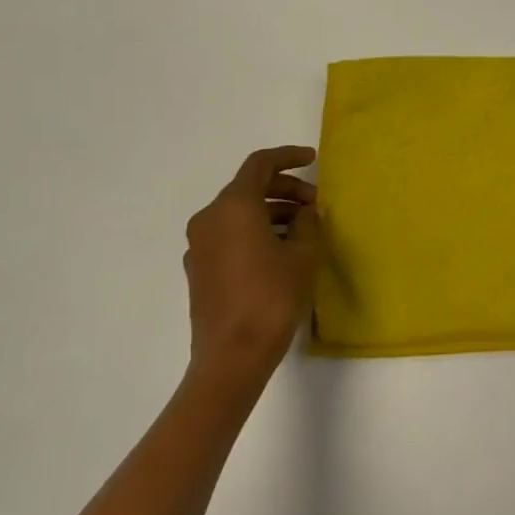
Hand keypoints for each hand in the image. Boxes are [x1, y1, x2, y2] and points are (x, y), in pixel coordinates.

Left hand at [182, 146, 322, 403]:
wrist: (231, 357)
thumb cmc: (272, 297)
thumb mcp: (303, 255)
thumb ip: (307, 223)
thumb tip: (304, 212)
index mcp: (233, 206)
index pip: (260, 164)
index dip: (288, 157)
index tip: (313, 160)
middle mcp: (209, 218)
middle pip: (248, 187)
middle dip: (284, 188)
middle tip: (315, 204)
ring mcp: (199, 245)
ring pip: (238, 212)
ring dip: (271, 211)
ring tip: (303, 229)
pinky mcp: (199, 269)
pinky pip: (229, 234)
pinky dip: (255, 230)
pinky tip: (280, 251)